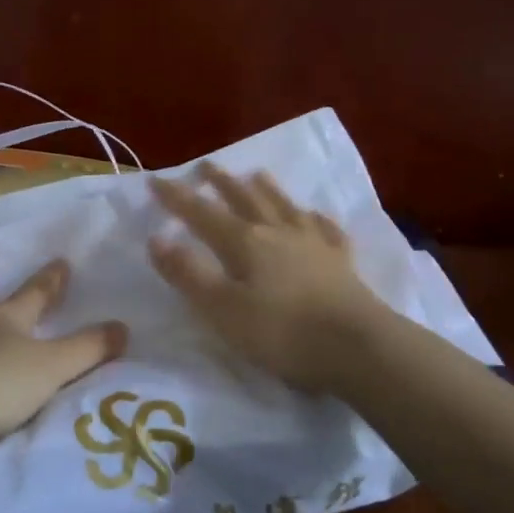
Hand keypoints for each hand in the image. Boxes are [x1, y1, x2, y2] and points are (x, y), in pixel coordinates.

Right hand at [148, 164, 388, 393]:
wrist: (357, 346)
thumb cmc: (282, 332)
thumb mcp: (222, 309)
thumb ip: (188, 274)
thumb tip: (157, 238)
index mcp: (245, 242)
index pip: (202, 214)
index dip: (177, 198)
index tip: (156, 179)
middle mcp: (278, 232)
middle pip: (246, 200)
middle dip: (222, 183)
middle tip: (207, 166)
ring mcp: (314, 244)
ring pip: (285, 207)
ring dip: (267, 189)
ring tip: (257, 174)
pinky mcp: (342, 263)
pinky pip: (326, 231)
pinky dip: (316, 219)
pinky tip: (315, 215)